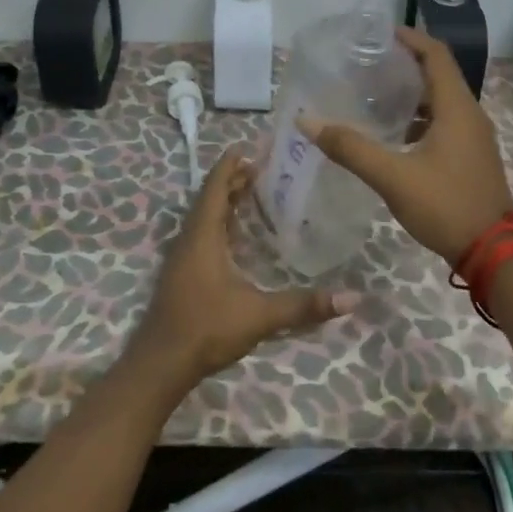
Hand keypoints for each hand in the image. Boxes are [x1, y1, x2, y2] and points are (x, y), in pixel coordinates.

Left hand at [133, 148, 358, 386]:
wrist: (161, 364)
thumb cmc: (206, 328)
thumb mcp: (259, 315)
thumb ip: (303, 306)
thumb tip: (351, 299)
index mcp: (203, 234)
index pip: (216, 186)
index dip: (231, 164)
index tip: (251, 147)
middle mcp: (190, 237)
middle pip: (211, 196)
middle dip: (234, 179)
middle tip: (264, 168)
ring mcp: (183, 255)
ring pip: (205, 215)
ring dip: (226, 200)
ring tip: (254, 191)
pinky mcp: (183, 272)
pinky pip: (202, 231)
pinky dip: (221, 221)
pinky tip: (237, 234)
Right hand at [299, 26, 512, 263]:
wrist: (495, 255)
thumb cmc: (446, 206)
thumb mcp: (393, 177)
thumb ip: (350, 148)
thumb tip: (307, 121)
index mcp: (457, 108)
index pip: (436, 55)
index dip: (411, 38)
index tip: (379, 33)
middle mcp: (470, 115)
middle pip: (438, 74)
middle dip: (405, 63)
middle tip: (368, 63)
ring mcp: (474, 137)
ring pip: (441, 100)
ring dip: (412, 92)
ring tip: (374, 95)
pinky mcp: (471, 156)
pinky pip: (445, 121)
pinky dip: (420, 117)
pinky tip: (393, 134)